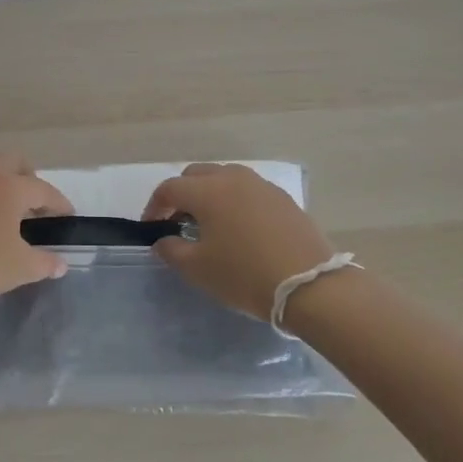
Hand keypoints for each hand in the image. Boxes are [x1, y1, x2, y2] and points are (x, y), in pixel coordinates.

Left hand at [0, 153, 73, 317]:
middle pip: (13, 162)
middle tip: (35, 206)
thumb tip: (59, 263)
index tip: (68, 216)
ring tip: (5, 217)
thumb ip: (43, 263)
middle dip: (29, 179)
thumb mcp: (17, 269)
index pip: (43, 189)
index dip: (59, 203)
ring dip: (0, 187)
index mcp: (8, 186)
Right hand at [143, 163, 338, 321]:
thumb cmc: (244, 275)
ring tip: (209, 224)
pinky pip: (248, 191)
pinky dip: (234, 201)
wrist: (310, 286)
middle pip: (197, 175)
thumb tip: (163, 241)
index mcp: (208, 190)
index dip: (154, 207)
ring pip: (225, 178)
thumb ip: (171, 250)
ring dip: (209, 195)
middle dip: (181, 194)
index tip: (151, 228)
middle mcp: (233, 178)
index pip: (169, 188)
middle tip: (177, 222)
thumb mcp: (198, 269)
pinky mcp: (283, 199)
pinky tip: (239, 228)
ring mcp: (262, 186)